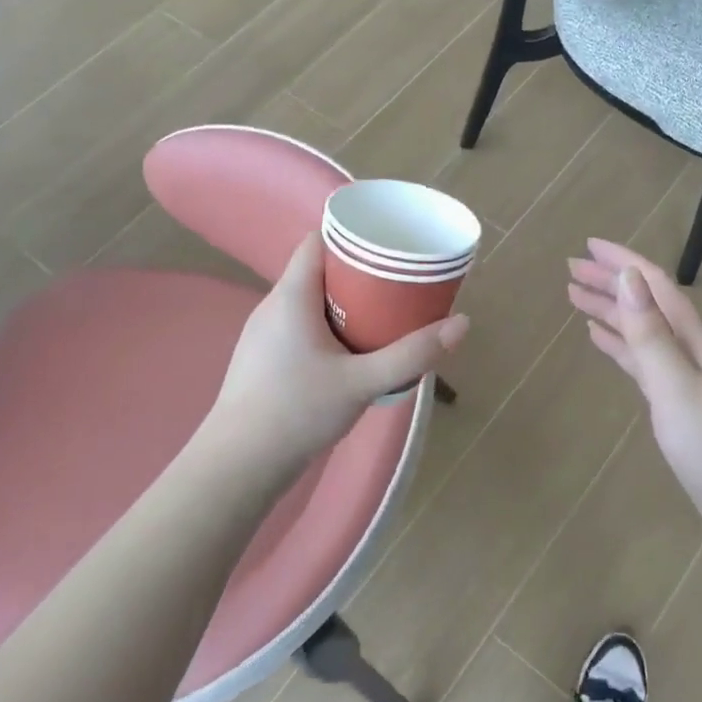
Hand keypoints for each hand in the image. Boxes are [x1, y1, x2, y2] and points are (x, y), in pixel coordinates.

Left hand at [211, 233, 467, 468]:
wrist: (239, 465)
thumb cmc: (298, 412)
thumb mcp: (363, 382)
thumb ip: (412, 354)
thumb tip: (463, 323)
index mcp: (292, 296)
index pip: (317, 241)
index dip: (352, 236)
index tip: (389, 245)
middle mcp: (273, 306)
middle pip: (319, 270)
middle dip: (359, 273)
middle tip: (399, 284)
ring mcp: (264, 334)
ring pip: (311, 301)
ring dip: (345, 302)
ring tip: (384, 314)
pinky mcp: (264, 359)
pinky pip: (302, 325)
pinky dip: (329, 326)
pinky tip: (352, 350)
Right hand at [568, 239, 701, 541]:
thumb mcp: (678, 388)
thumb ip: (651, 336)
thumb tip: (629, 278)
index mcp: (695, 340)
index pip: (655, 286)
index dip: (622, 262)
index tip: (586, 245)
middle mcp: (692, 350)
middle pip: (646, 304)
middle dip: (610, 282)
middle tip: (570, 269)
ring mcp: (687, 378)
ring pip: (642, 331)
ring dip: (611, 311)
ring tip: (575, 297)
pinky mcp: (680, 405)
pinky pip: (643, 361)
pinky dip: (621, 346)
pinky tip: (602, 340)